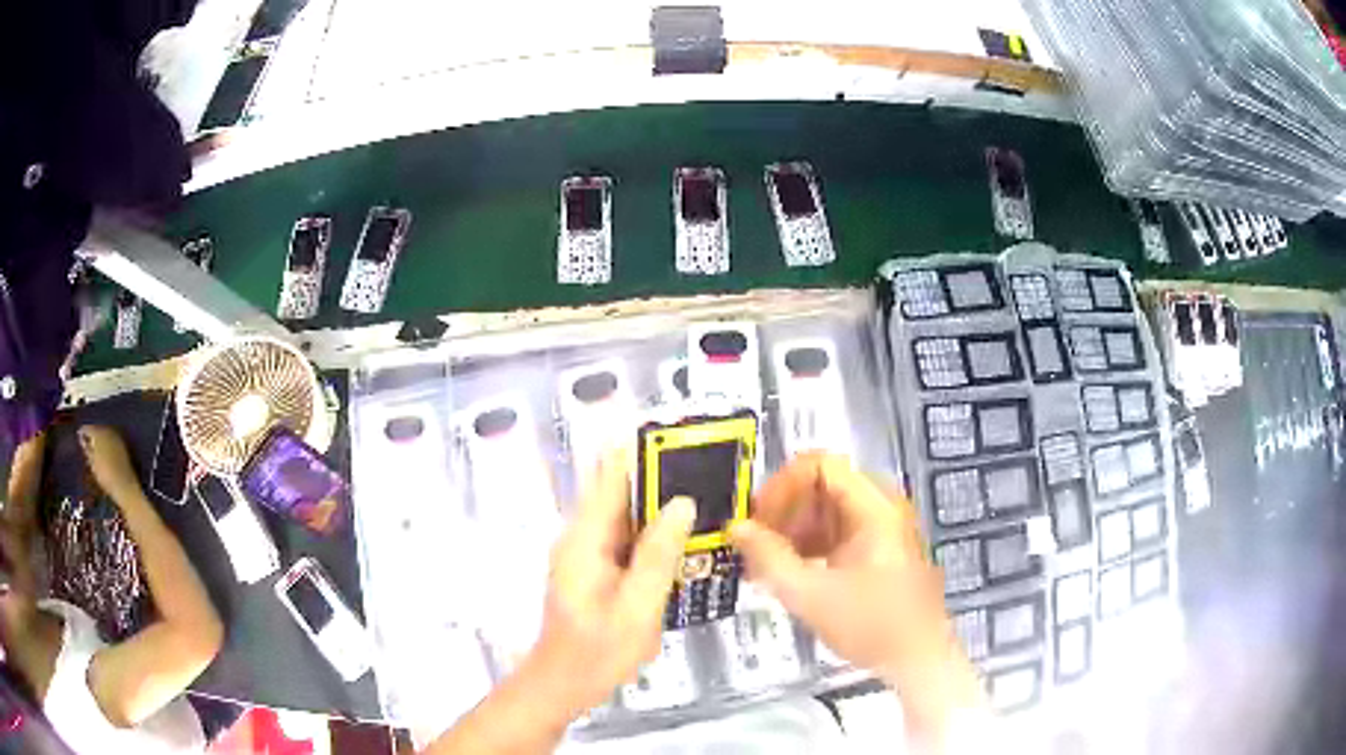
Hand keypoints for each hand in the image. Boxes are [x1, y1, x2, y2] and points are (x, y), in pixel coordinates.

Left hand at [519, 453, 695, 720]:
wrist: (563, 685)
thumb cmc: (596, 652)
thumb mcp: (636, 609)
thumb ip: (658, 556)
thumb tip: (682, 503)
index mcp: (583, 539)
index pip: (610, 476)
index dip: (642, 451)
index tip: (681, 437)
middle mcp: (581, 537)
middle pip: (620, 492)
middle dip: (660, 477)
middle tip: (709, 469)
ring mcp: (587, 554)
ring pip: (626, 515)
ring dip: (661, 506)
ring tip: (707, 496)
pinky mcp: (596, 570)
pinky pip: (628, 540)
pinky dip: (654, 534)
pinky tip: (685, 540)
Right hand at [729, 454, 982, 735]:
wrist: (916, 658)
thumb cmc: (871, 623)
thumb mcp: (811, 594)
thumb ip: (769, 558)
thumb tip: (737, 528)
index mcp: (872, 507)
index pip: (820, 466)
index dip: (783, 486)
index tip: (758, 518)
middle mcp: (879, 509)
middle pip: (822, 486)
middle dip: (784, 510)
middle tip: (757, 542)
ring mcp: (879, 531)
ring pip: (826, 511)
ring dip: (792, 531)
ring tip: (765, 563)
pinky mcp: (875, 553)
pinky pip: (835, 533)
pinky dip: (808, 546)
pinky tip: (787, 574)